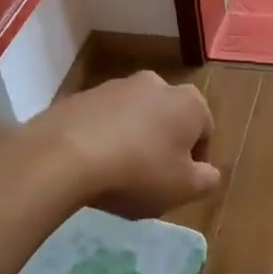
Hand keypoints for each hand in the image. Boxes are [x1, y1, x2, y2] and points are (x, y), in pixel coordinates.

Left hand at [32, 71, 219, 218]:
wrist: (64, 156)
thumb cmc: (138, 172)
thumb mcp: (184, 189)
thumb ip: (206, 180)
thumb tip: (208, 173)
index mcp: (189, 103)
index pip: (205, 131)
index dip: (196, 161)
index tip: (181, 184)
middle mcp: (156, 84)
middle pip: (168, 119)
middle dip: (164, 145)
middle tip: (152, 179)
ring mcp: (115, 86)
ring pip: (134, 117)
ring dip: (133, 140)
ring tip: (118, 174)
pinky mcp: (81, 96)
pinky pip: (102, 121)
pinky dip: (103, 138)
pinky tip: (92, 166)